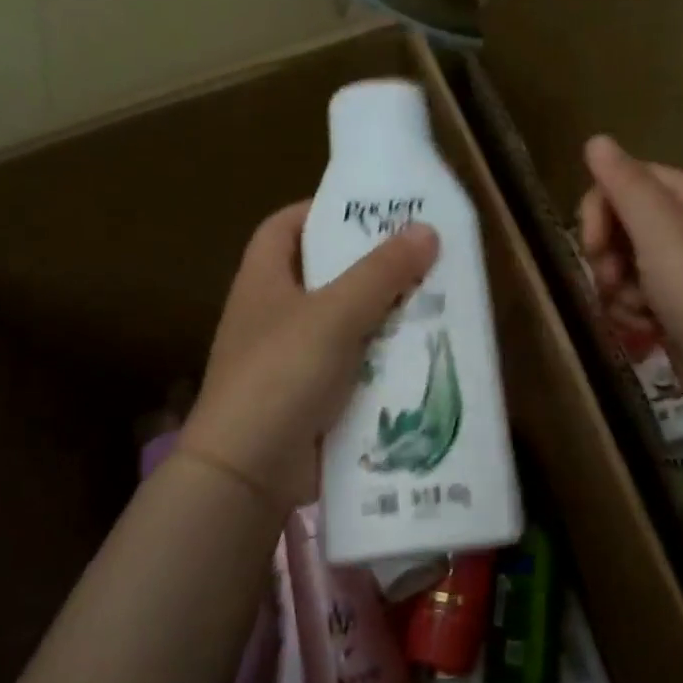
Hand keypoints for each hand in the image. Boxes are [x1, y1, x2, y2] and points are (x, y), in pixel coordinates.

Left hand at [184, 202, 438, 511]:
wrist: (249, 471)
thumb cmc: (282, 374)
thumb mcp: (335, 314)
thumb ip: (381, 272)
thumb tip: (426, 229)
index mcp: (264, 281)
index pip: (284, 226)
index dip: (321, 211)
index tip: (369, 210)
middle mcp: (273, 315)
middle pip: (323, 275)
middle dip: (369, 267)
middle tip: (421, 257)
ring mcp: (290, 359)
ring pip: (344, 324)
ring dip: (383, 316)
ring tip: (433, 302)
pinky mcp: (310, 398)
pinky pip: (352, 367)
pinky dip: (380, 361)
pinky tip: (418, 357)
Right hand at [578, 136, 682, 429]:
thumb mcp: (661, 232)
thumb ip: (626, 184)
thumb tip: (596, 140)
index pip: (633, 181)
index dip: (602, 208)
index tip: (591, 244)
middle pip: (627, 224)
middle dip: (609, 255)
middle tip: (610, 281)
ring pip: (627, 265)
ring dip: (619, 290)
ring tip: (634, 313)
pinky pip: (640, 297)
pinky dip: (634, 312)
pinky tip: (644, 330)